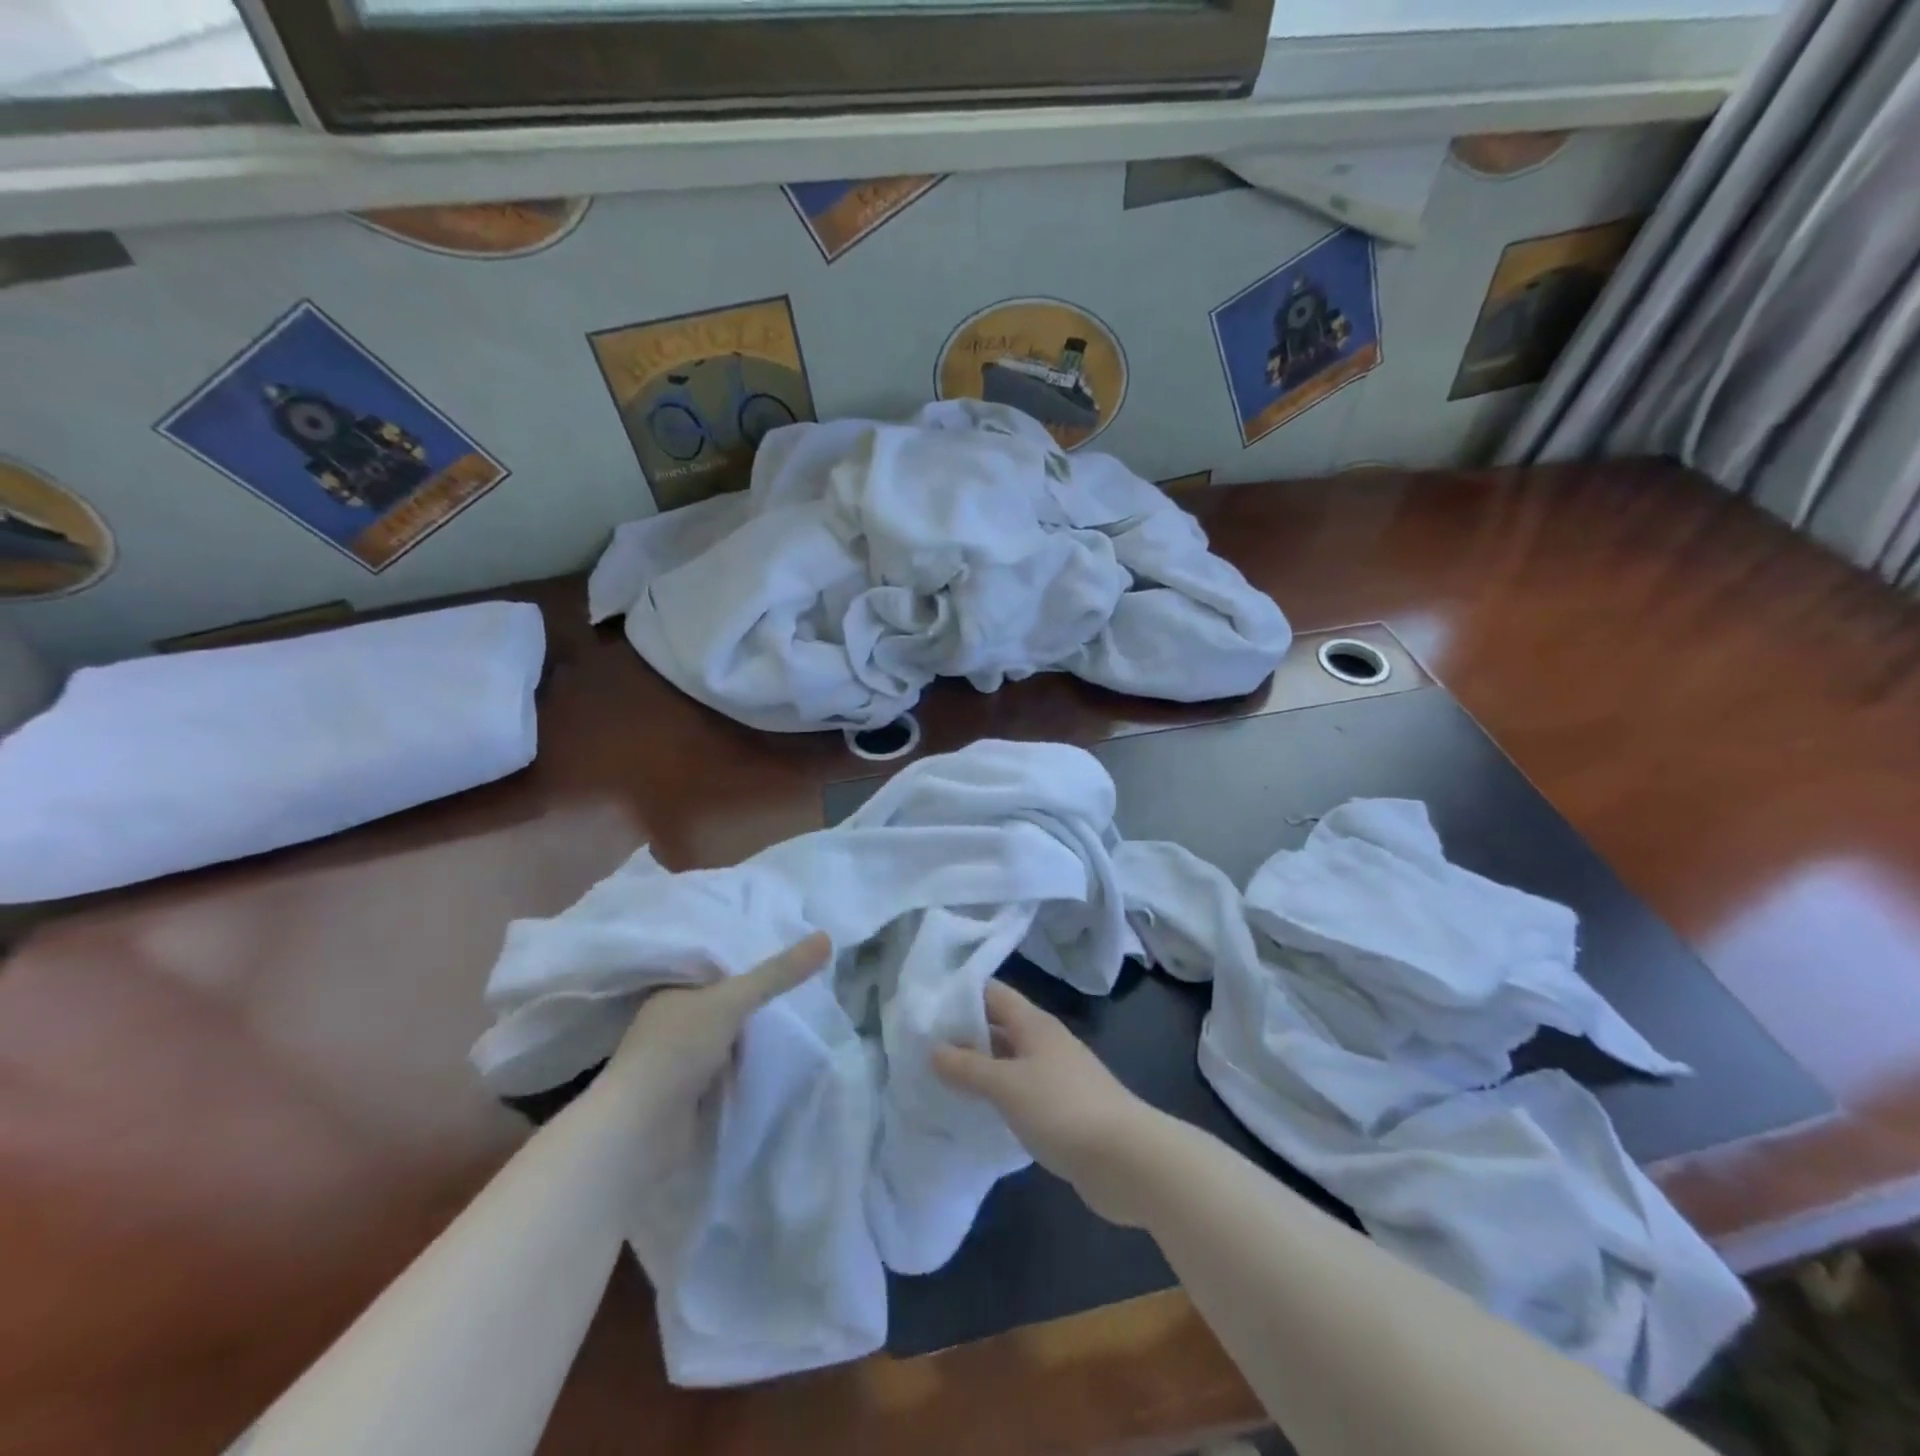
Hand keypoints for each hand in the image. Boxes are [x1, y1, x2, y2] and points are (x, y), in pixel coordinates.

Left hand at [597, 932, 831, 1131]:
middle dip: (760, 994)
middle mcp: (674, 1021)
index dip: (751, 954)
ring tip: (805, 1009)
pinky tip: (784, 1050)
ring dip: (758, 1030)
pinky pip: (734, 1065)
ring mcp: (683, 1059)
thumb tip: (827, 937)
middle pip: (728, 1000)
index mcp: (672, 990)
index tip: (791, 944)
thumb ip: (777, 973)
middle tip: (808, 976)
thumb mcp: (731, 1000)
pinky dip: (753, 1061)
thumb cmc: (677, 1051)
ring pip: (732, 1034)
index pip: (717, 963)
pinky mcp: (694, 1093)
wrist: (641, 1135)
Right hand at [932, 981, 1164, 1226]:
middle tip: (920, 1047)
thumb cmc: (1063, 1108)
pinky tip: (974, 1114)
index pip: (993, 993)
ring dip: (979, 1069)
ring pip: (1009, 1062)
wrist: (1127, 1160)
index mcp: (1034, 1024)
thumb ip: (968, 1067)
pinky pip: (1020, 1093)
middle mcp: (1045, 1042)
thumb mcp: (1007, 1085)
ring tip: (937, 1080)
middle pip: (999, 1026)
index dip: (960, 994)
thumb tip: (933, 1049)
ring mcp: (1056, 1077)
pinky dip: (997, 1097)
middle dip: (964, 1034)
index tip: (924, 1005)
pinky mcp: (1062, 1110)